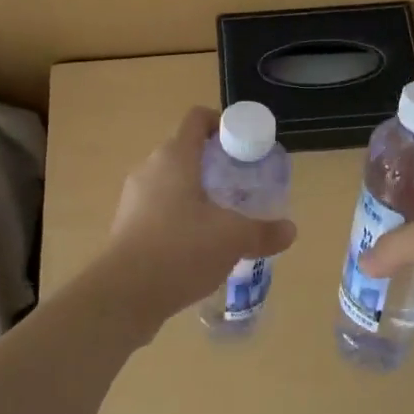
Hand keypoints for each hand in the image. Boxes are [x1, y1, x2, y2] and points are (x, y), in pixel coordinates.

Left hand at [99, 107, 296, 334]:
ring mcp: (134, 197)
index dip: (221, 123)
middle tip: (239, 185)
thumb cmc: (180, 249)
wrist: (123, 295)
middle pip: (184, 150)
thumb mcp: (231, 238)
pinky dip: (178, 217)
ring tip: (220, 218)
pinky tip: (195, 246)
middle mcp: (150, 167)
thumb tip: (290, 230)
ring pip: (170, 182)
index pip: (197, 119)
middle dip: (213, 164)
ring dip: (195, 193)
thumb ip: (262, 231)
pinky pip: (158, 209)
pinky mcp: (126, 226)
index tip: (242, 145)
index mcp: (175, 156)